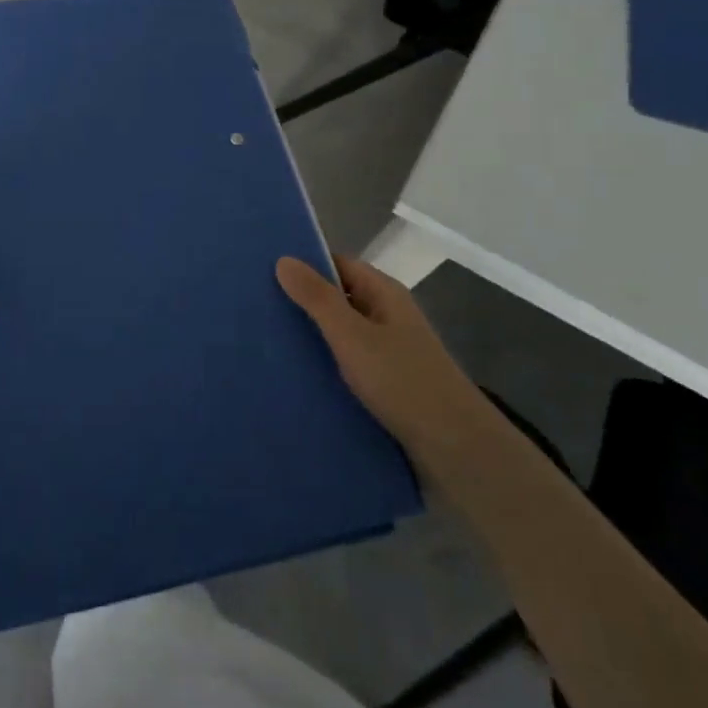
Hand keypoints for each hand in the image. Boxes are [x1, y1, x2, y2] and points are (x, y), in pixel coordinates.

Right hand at [275, 255, 466, 446]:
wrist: (454, 448)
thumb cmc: (402, 380)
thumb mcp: (352, 335)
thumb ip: (317, 298)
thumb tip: (283, 259)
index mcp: (383, 294)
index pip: (337, 264)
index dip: (303, 264)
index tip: (261, 270)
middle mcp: (386, 316)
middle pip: (337, 298)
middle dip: (300, 302)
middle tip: (253, 307)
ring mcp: (386, 351)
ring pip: (339, 334)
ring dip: (309, 336)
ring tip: (262, 341)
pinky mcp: (384, 383)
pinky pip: (345, 363)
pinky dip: (322, 364)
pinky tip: (293, 375)